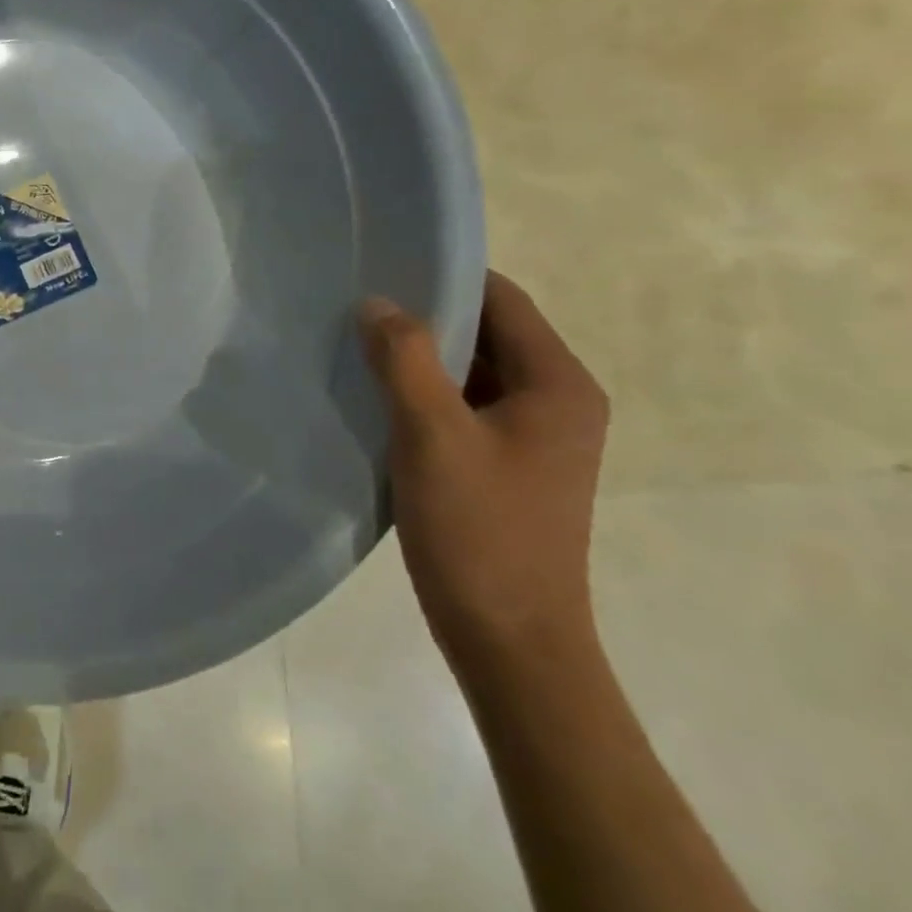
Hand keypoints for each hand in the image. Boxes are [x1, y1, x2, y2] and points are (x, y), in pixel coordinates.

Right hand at [359, 272, 609, 680]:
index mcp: (558, 384)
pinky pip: (461, 407)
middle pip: (484, 332)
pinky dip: (421, 395)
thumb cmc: (479, 531)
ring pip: (468, 371)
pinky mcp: (506, 464)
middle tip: (353, 308)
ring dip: (416, 359)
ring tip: (353, 347)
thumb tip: (376, 303)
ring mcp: (532, 437)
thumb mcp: (432, 435)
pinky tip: (372, 398)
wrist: (511, 642)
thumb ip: (404, 358)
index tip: (379, 269)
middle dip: (421, 318)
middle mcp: (556, 401)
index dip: (441, 277)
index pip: (500, 298)